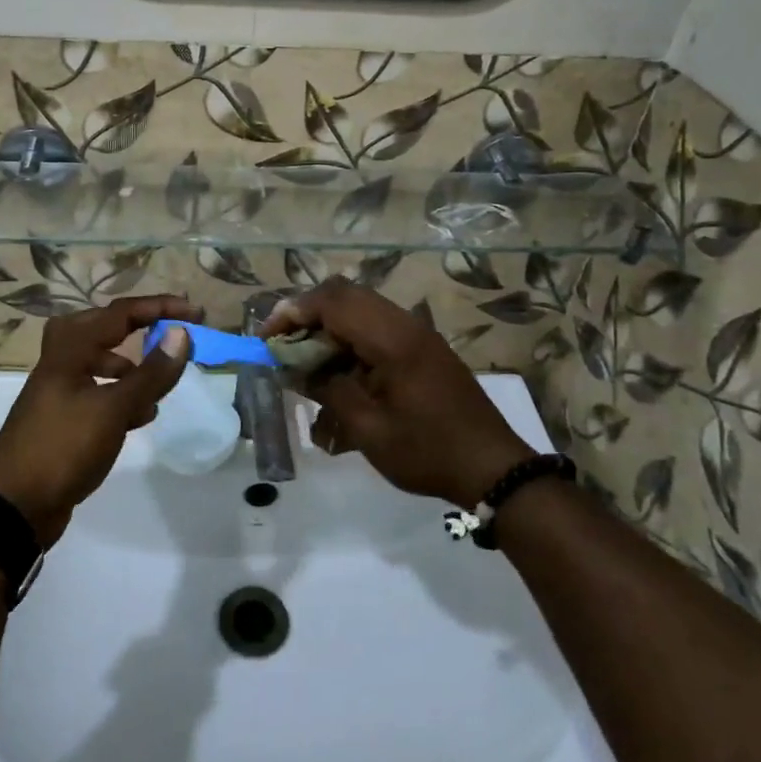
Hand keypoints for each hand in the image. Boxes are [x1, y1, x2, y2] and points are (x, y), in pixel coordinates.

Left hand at [0, 295, 194, 543]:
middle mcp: (61, 362)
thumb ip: (150, 374)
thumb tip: (182, 334)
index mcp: (69, 349)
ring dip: (131, 366)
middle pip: (103, 328)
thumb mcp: (113, 409)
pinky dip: (121, 395)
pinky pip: (98, 392)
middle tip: (169, 333)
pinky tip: (141, 416)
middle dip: (138, 327)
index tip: (195, 313)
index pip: (120, 313)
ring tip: (159, 385)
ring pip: (100, 361)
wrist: (14, 506)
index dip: (160, 307)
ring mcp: (59, 390)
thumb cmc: (63, 447)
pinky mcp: (63, 418)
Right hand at [264, 279, 530, 508]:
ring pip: (361, 309)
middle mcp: (405, 324)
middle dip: (308, 314)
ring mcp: (417, 334)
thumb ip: (327, 389)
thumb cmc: (426, 451)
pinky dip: (350, 340)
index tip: (268, 337)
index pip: (332, 300)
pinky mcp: (423, 349)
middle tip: (284, 345)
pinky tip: (340, 374)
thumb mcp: (368, 428)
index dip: (293, 311)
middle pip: (345, 294)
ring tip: (307, 362)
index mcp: (392, 338)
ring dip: (329, 327)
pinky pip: (377, 328)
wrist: (492, 467)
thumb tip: (295, 367)